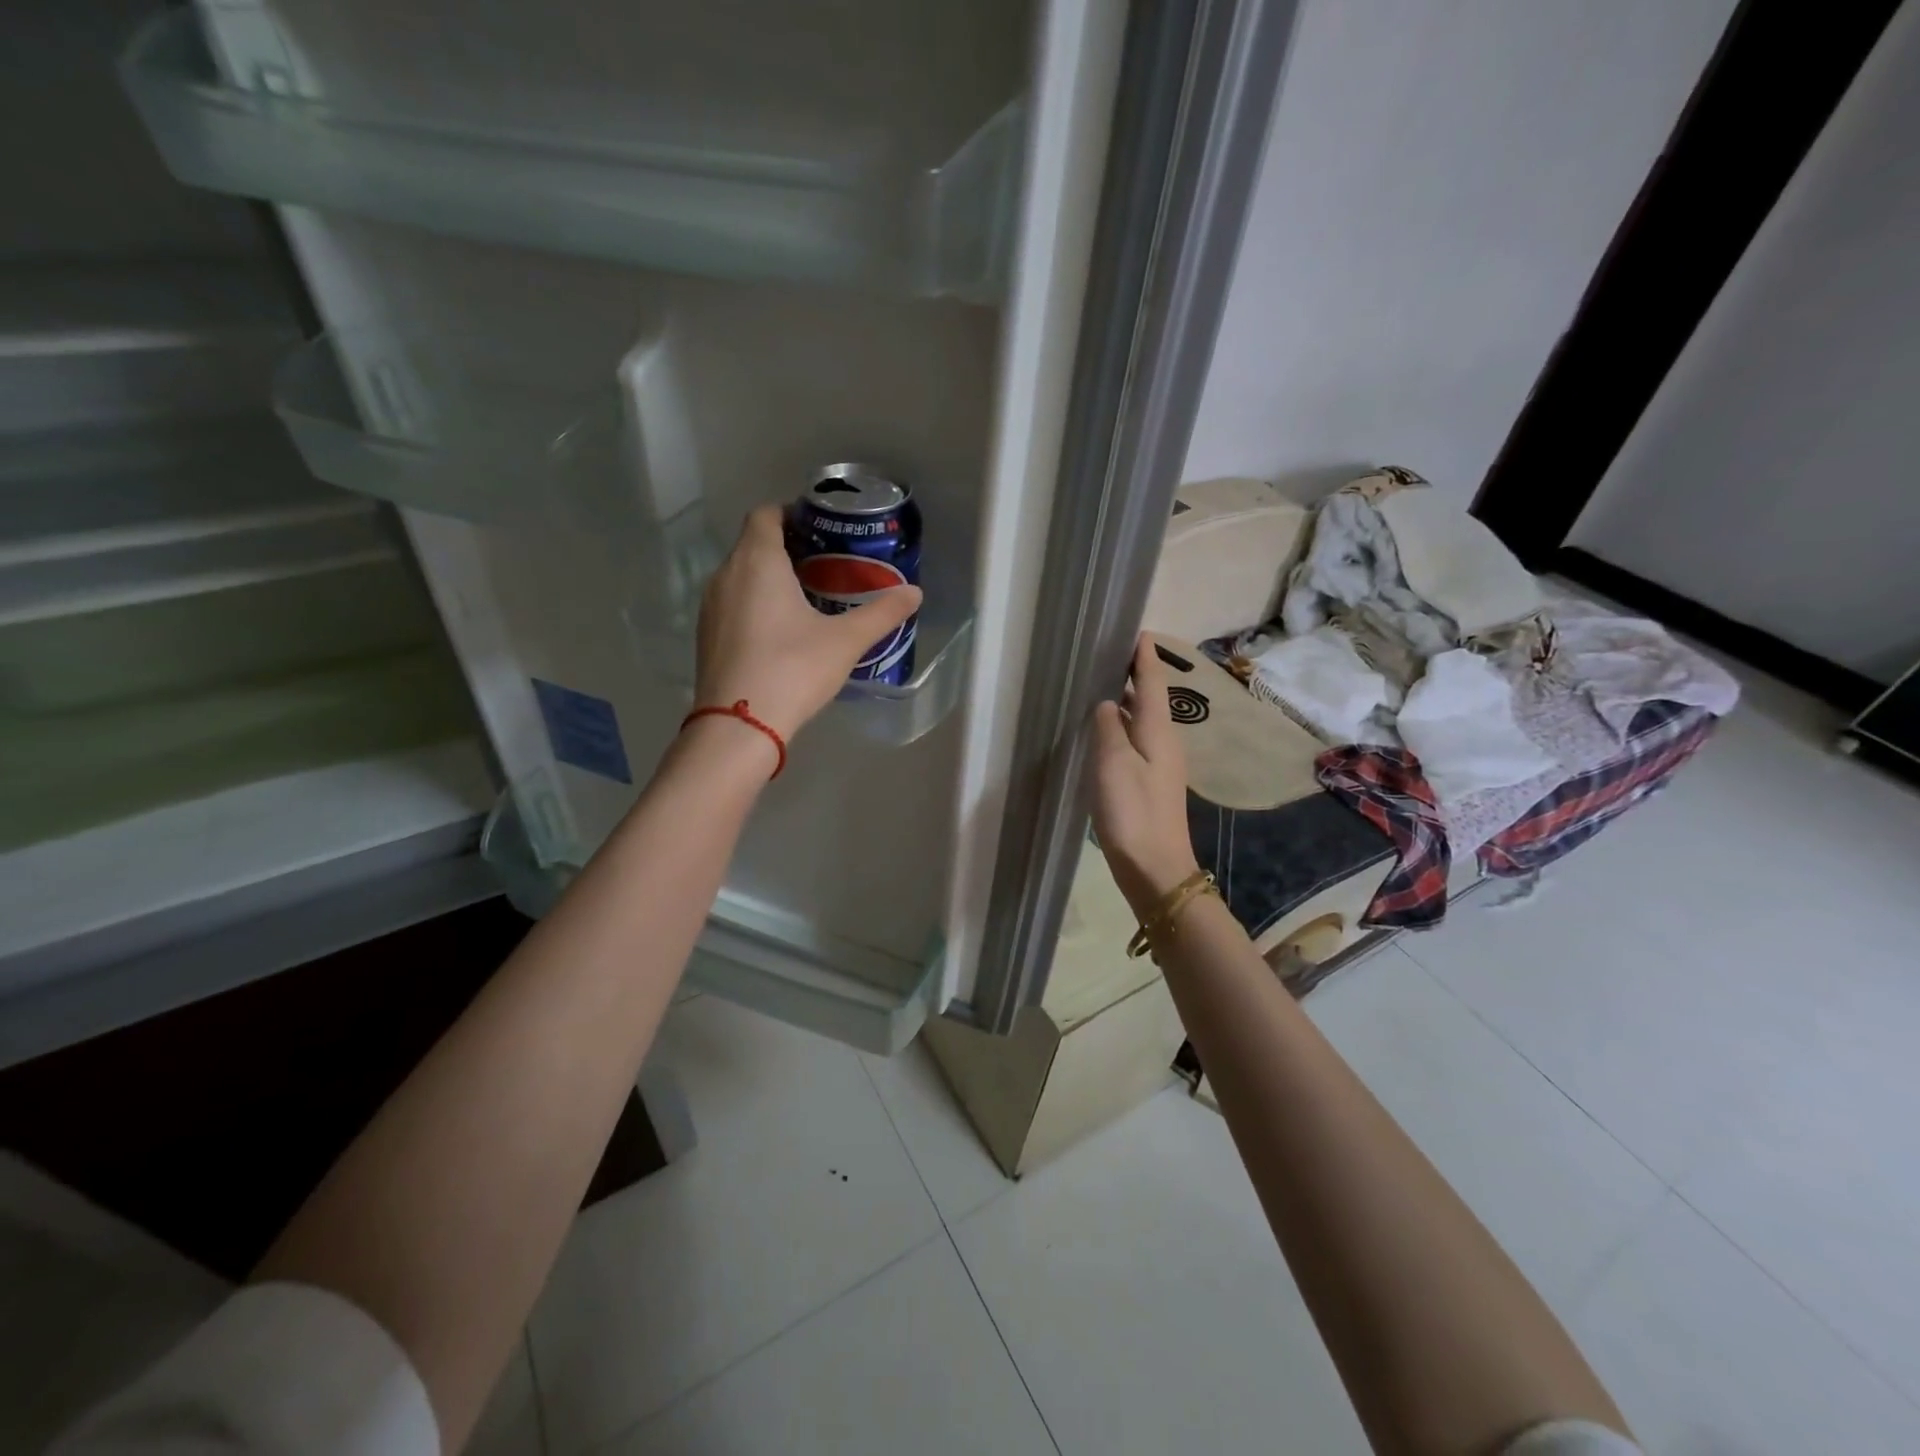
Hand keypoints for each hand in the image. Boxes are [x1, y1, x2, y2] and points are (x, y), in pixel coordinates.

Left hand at [694, 504, 921, 742]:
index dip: (791, 513)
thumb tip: (915, 593)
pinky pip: (733, 603)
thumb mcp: (845, 641)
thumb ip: (881, 614)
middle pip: (753, 544)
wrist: (739, 725)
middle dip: (787, 547)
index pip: (766, 514)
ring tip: (807, 597)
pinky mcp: (706, 635)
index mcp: (758, 561)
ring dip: (769, 577)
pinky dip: (755, 603)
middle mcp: (726, 574)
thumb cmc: (793, 669)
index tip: (821, 528)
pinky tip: (781, 631)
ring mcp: (710, 607)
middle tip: (826, 565)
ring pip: (741, 575)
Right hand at [1088, 635, 1201, 915]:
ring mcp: (1158, 763)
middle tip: (1104, 652)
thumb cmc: (1133, 813)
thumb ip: (1108, 728)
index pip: (1152, 681)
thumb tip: (1107, 702)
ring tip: (1099, 683)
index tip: (1132, 629)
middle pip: (1149, 696)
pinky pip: (1135, 739)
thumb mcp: (1113, 765)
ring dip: (1124, 698)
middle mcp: (1163, 741)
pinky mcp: (1149, 782)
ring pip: (1141, 718)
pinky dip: (1120, 724)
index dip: (1143, 655)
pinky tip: (1102, 729)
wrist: (1155, 868)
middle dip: (1131, 672)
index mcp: (1158, 731)